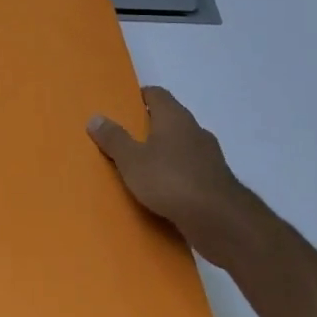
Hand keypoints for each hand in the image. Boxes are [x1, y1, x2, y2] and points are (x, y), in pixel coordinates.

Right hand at [88, 87, 275, 267]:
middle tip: (125, 139)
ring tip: (141, 168)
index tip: (122, 107)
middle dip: (149, 127)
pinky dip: (177, 175)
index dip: (139, 97)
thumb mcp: (131, 160)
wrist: (220, 221)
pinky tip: (163, 191)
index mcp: (174, 117)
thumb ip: (114, 138)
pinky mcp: (217, 182)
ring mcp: (210, 157)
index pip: (157, 94)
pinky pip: (191, 171)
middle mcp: (195, 131)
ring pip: (182, 147)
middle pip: (170, 120)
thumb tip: (95, 117)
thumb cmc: (170, 180)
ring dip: (165, 153)